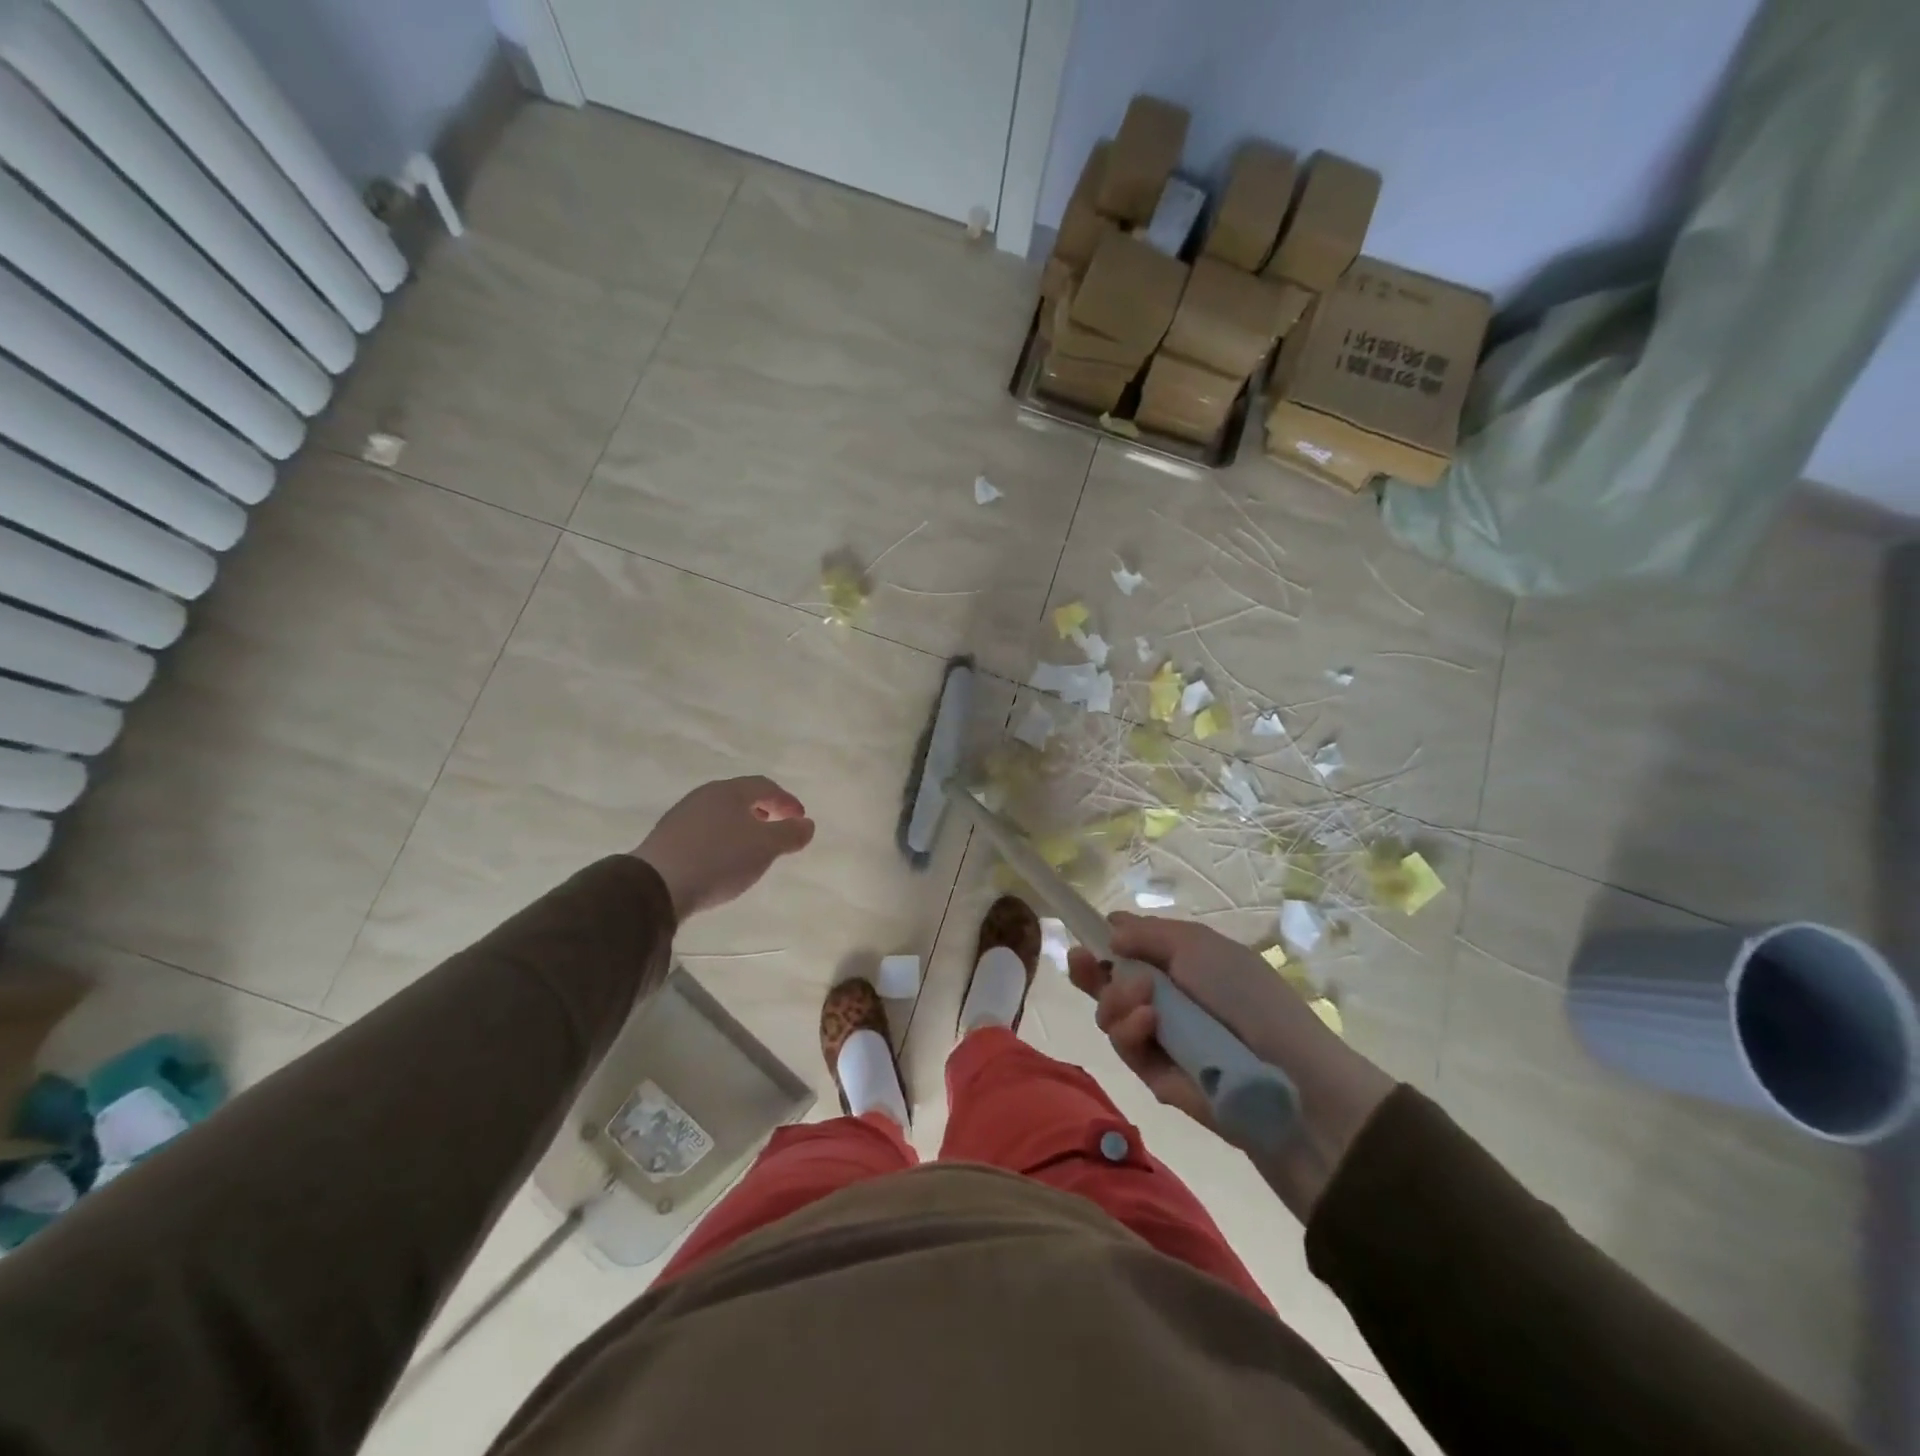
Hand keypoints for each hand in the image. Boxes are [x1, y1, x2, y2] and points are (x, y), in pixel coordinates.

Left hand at [633, 777, 815, 919]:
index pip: (766, 786)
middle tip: (778, 829)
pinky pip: (704, 830)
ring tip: (752, 848)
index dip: (787, 801)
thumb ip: (790, 834)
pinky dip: (722, 838)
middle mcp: (705, 795)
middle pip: (741, 796)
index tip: (801, 820)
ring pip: (721, 813)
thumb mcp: (765, 847)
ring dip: (742, 825)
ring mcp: (682, 815)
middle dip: (764, 810)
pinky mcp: (667, 838)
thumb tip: (807, 824)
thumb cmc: (720, 859)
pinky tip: (723, 859)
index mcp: (730, 791)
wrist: (656, 885)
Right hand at [1068, 912, 1393, 1216]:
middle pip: (1108, 982)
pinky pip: (1124, 1045)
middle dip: (1091, 970)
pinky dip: (1130, 1030)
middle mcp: (1164, 997)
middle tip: (1081, 961)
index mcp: (1180, 963)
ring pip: (1108, 1012)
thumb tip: (1110, 930)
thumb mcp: (1198, 946)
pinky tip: (1148, 1023)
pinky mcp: (1153, 1074)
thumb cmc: (1246, 995)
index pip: (1130, 950)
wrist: (1285, 1075)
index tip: (1086, 938)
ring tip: (1144, 1001)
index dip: (1105, 943)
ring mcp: (1158, 1036)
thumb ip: (1147, 933)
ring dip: (1117, 999)